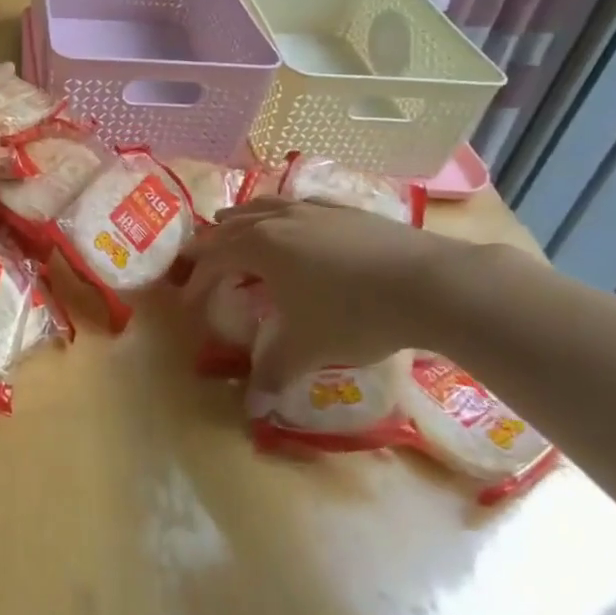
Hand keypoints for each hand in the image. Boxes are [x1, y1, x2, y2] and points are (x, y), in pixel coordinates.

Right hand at [182, 195, 451, 390]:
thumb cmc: (353, 313)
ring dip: (243, 219)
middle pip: (232, 225)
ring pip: (265, 205)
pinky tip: (294, 222)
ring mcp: (314, 210)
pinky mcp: (346, 210)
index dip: (196, 281)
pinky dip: (283, 213)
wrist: (428, 283)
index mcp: (259, 247)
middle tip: (197, 259)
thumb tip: (253, 410)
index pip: (213, 259)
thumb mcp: (307, 347)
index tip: (187, 303)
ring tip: (234, 226)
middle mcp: (279, 220)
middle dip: (211, 243)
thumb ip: (273, 373)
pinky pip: (300, 204)